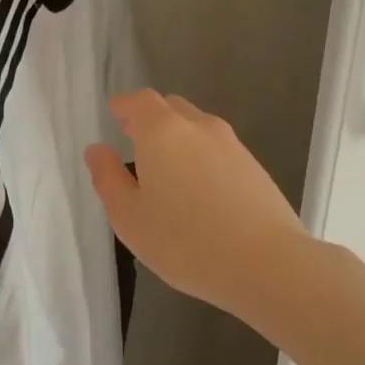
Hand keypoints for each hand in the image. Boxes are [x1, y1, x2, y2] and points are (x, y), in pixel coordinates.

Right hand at [84, 90, 309, 318]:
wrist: (266, 263)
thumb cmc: (185, 242)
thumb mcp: (129, 217)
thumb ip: (108, 179)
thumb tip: (97, 150)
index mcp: (162, 132)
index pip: (140, 101)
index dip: (125, 106)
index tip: (115, 115)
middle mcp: (199, 127)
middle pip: (171, 108)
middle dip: (150, 118)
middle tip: (135, 140)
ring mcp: (232, 145)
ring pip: (198, 127)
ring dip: (178, 138)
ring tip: (167, 170)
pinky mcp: (255, 167)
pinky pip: (218, 149)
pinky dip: (201, 157)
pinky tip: (199, 190)